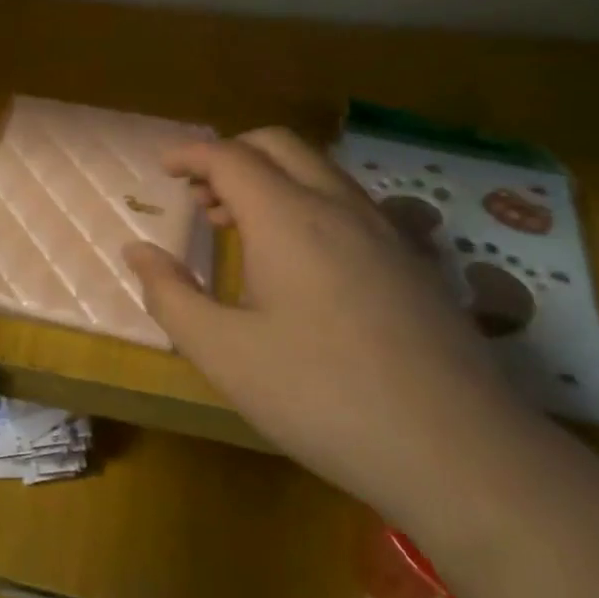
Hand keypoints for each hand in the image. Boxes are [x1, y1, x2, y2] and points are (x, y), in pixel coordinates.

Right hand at [123, 128, 537, 526]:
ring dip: (271, 177)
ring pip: (319, 170)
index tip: (162, 168)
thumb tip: (137, 251)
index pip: (229, 157)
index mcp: (288, 219)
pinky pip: (349, 202)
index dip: (190, 155)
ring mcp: (386, 232)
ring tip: (240, 224)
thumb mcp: (224, 353)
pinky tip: (301, 259)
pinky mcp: (415, 262)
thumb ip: (170, 295)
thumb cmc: (323, 397)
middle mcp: (339, 208)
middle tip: (199, 193)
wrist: (461, 452)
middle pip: (279, 145)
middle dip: (231, 153)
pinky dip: (308, 201)